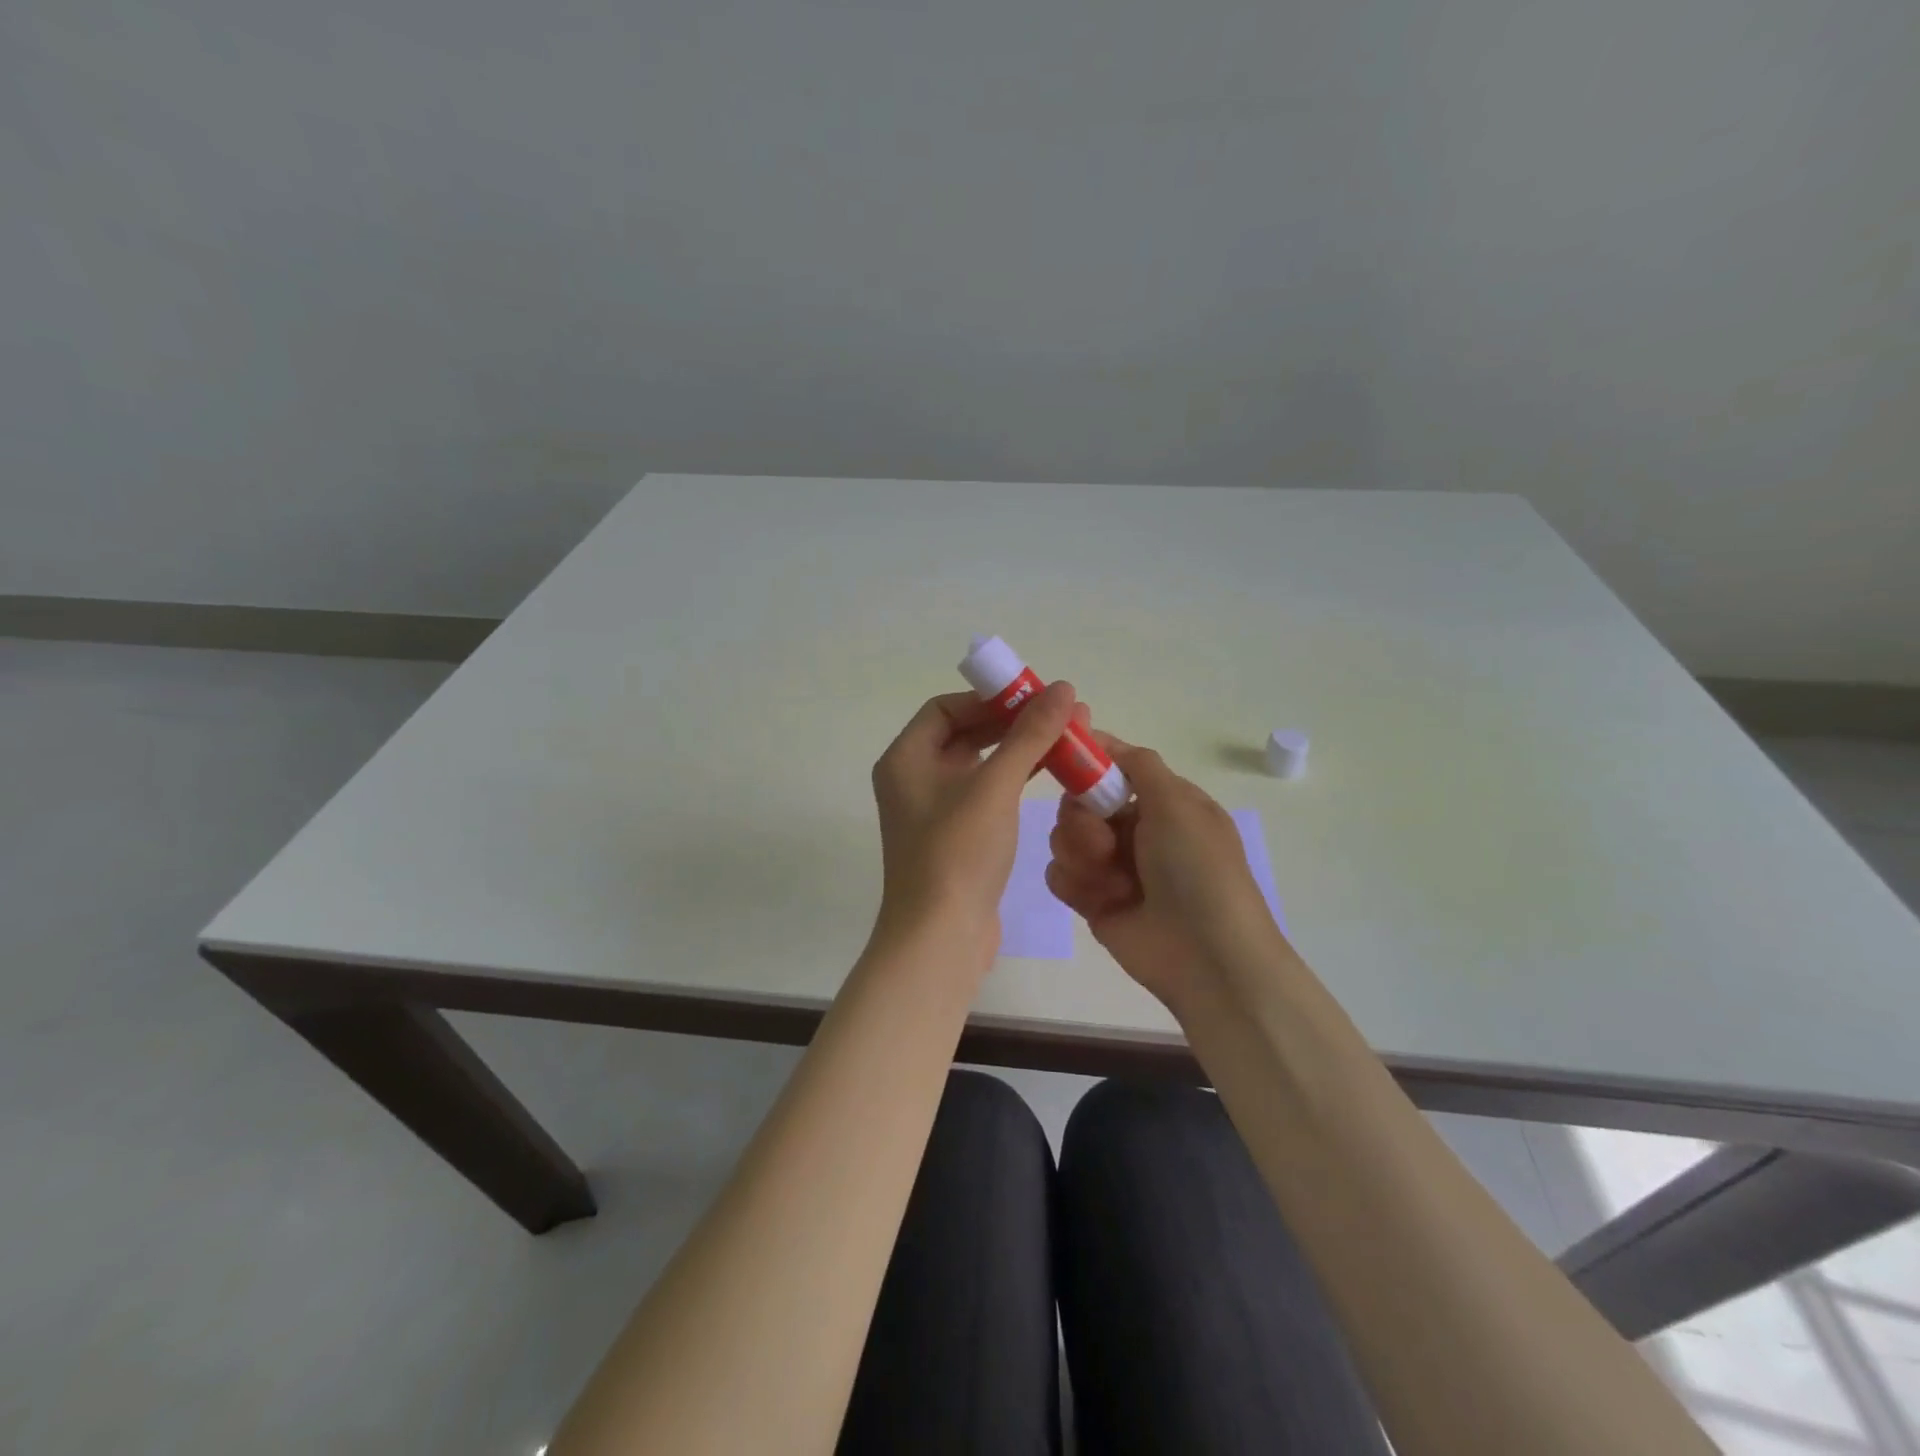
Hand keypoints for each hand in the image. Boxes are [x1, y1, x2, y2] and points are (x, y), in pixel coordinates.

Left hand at [870, 682, 1078, 953]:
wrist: (941, 938)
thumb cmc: (958, 853)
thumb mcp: (995, 787)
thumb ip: (1029, 735)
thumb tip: (1063, 688)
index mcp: (905, 759)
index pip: (945, 708)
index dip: (989, 698)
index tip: (1033, 697)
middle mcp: (913, 779)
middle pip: (963, 733)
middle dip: (1011, 722)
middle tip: (1060, 715)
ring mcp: (934, 810)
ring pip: (978, 764)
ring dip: (1018, 750)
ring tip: (1065, 738)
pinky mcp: (955, 836)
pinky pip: (985, 793)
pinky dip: (1013, 779)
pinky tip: (1049, 774)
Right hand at [1046, 732, 1284, 1009]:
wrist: (1207, 957)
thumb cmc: (1197, 870)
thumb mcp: (1178, 804)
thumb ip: (1138, 764)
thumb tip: (1103, 736)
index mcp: (1162, 802)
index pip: (1113, 768)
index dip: (1088, 761)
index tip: (1062, 755)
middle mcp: (1135, 829)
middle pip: (1079, 802)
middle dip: (1083, 820)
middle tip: (1104, 842)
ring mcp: (1112, 865)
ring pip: (1064, 837)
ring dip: (1082, 854)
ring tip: (1111, 881)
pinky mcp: (1092, 900)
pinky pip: (1059, 875)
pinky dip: (1075, 884)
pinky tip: (1101, 901)